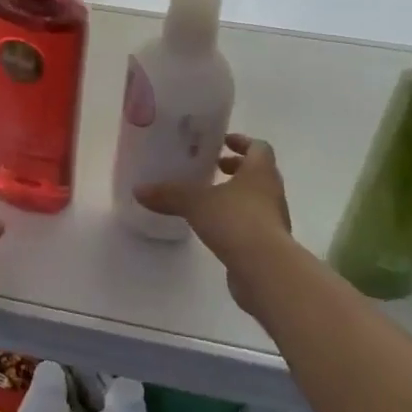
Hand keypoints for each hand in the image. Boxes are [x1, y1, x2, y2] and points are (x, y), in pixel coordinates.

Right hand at [137, 134, 302, 321]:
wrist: (266, 270)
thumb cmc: (236, 222)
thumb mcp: (195, 203)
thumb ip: (168, 194)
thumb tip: (138, 190)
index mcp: (260, 171)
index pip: (258, 147)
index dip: (242, 142)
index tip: (222, 142)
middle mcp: (272, 191)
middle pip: (258, 172)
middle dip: (236, 168)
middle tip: (213, 168)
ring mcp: (274, 219)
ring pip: (257, 198)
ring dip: (237, 194)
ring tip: (209, 198)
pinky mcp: (269, 244)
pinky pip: (253, 223)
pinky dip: (237, 219)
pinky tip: (215, 227)